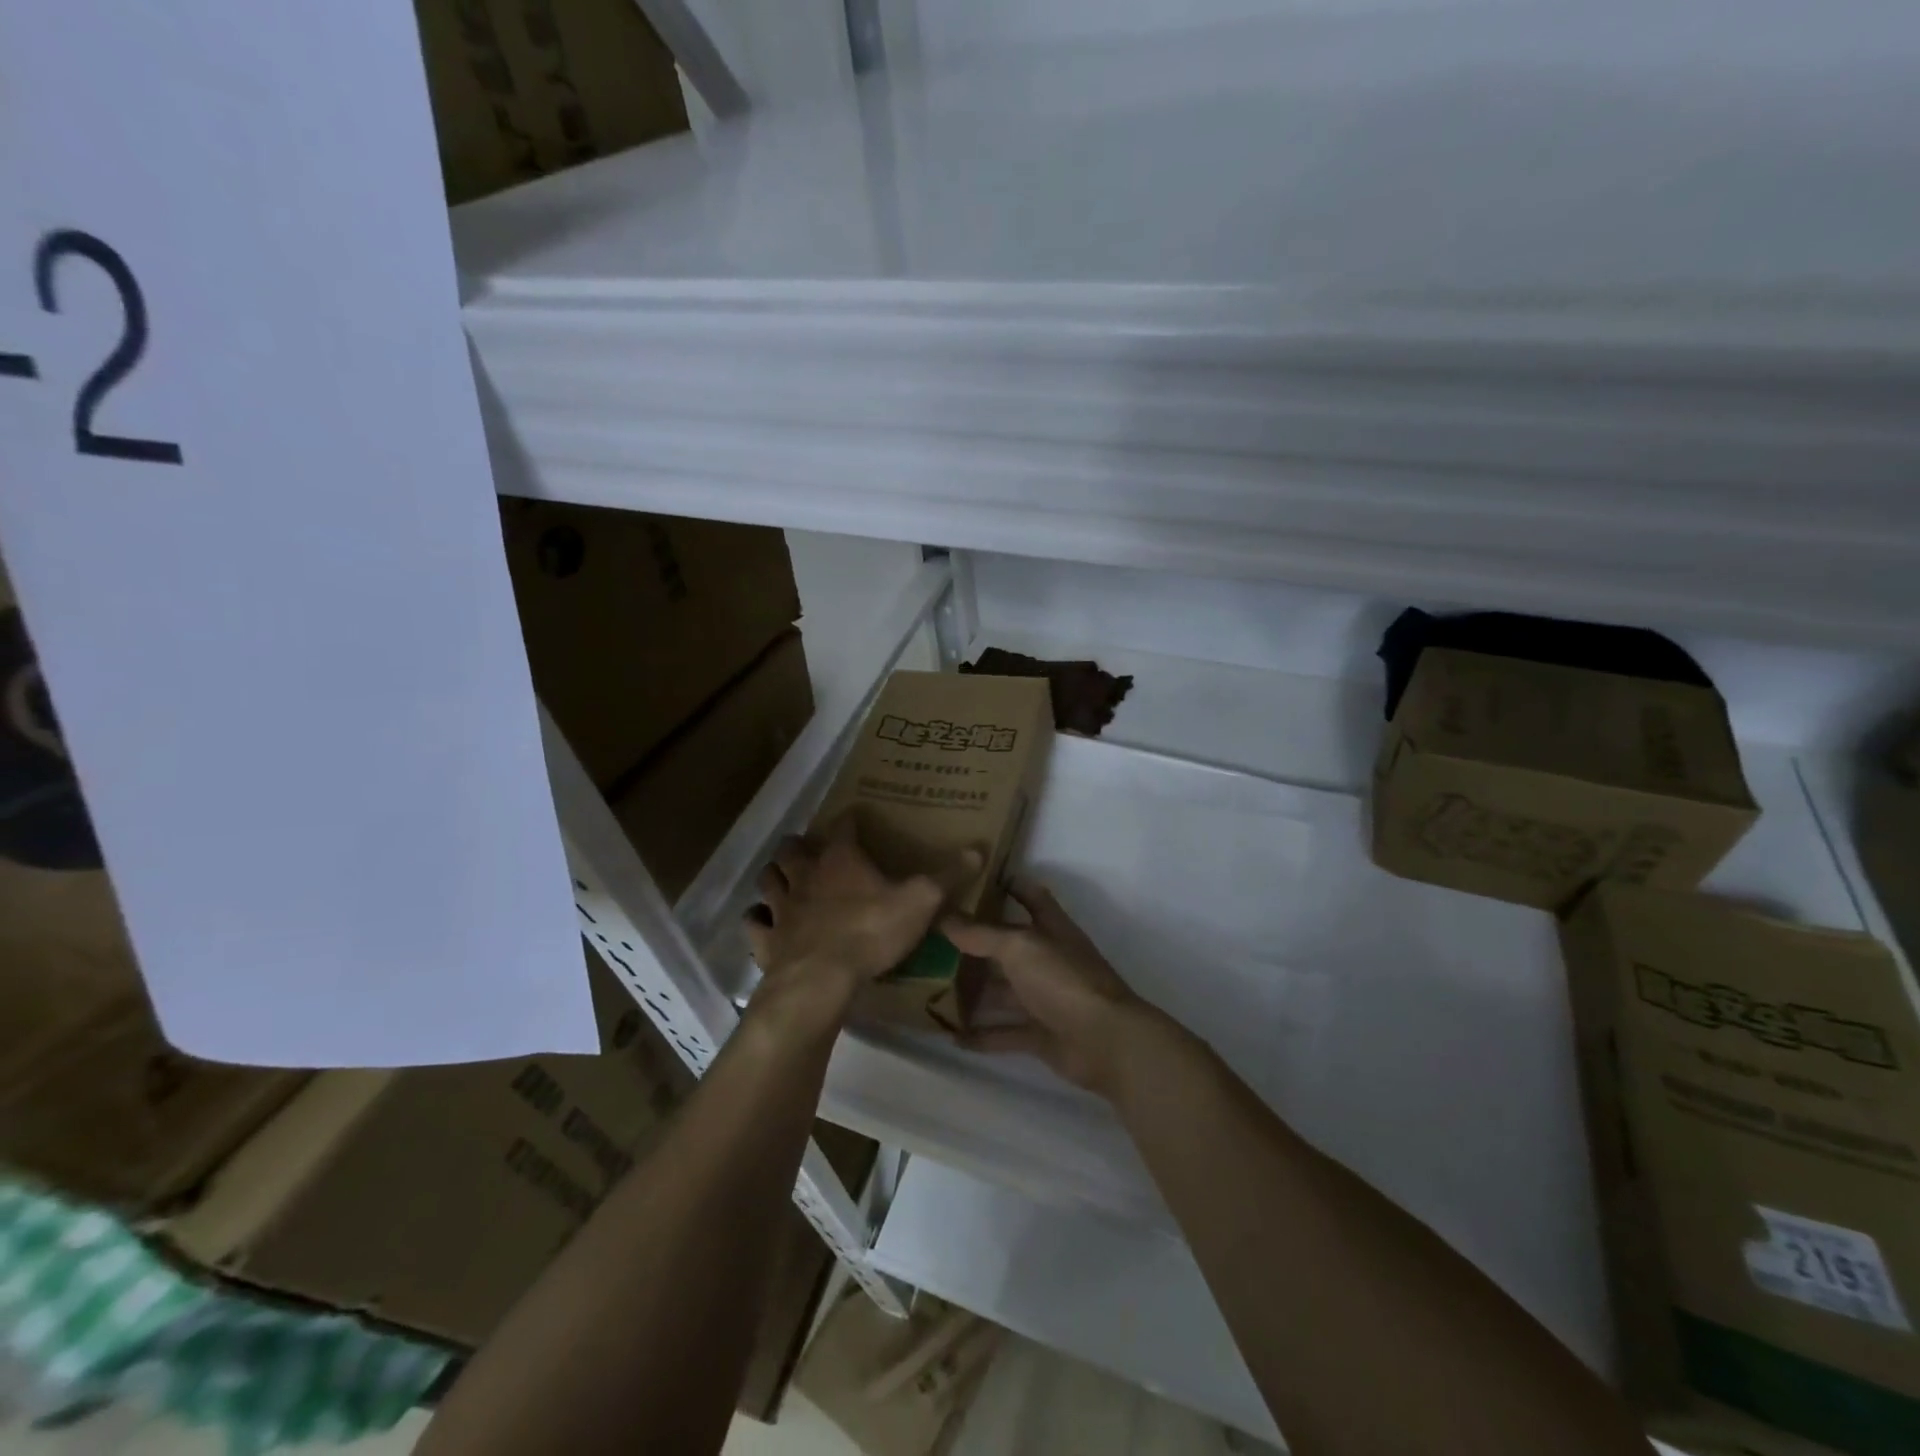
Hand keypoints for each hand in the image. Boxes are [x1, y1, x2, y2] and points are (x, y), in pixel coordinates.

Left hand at [744, 816, 978, 1010]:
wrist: (820, 980)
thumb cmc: (870, 932)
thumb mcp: (920, 902)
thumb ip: (947, 876)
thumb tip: (978, 848)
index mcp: (841, 860)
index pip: (843, 826)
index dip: (849, 820)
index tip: (855, 819)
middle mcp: (805, 875)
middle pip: (792, 849)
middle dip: (798, 846)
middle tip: (809, 851)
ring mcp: (781, 907)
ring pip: (768, 880)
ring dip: (774, 876)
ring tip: (783, 879)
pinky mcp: (766, 939)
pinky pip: (753, 923)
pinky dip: (757, 919)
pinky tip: (763, 922)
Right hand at [941, 882, 1151, 1096]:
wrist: (1105, 1041)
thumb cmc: (1064, 979)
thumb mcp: (1020, 947)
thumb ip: (981, 933)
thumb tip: (943, 916)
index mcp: (1050, 928)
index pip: (1031, 896)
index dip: (1009, 884)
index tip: (975, 878)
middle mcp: (1048, 959)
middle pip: (1009, 946)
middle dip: (976, 942)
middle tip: (934, 938)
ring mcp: (1045, 998)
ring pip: (1002, 991)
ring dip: (973, 991)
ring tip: (931, 988)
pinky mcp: (1041, 1033)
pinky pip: (1005, 1032)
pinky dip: (981, 1035)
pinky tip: (950, 1037)